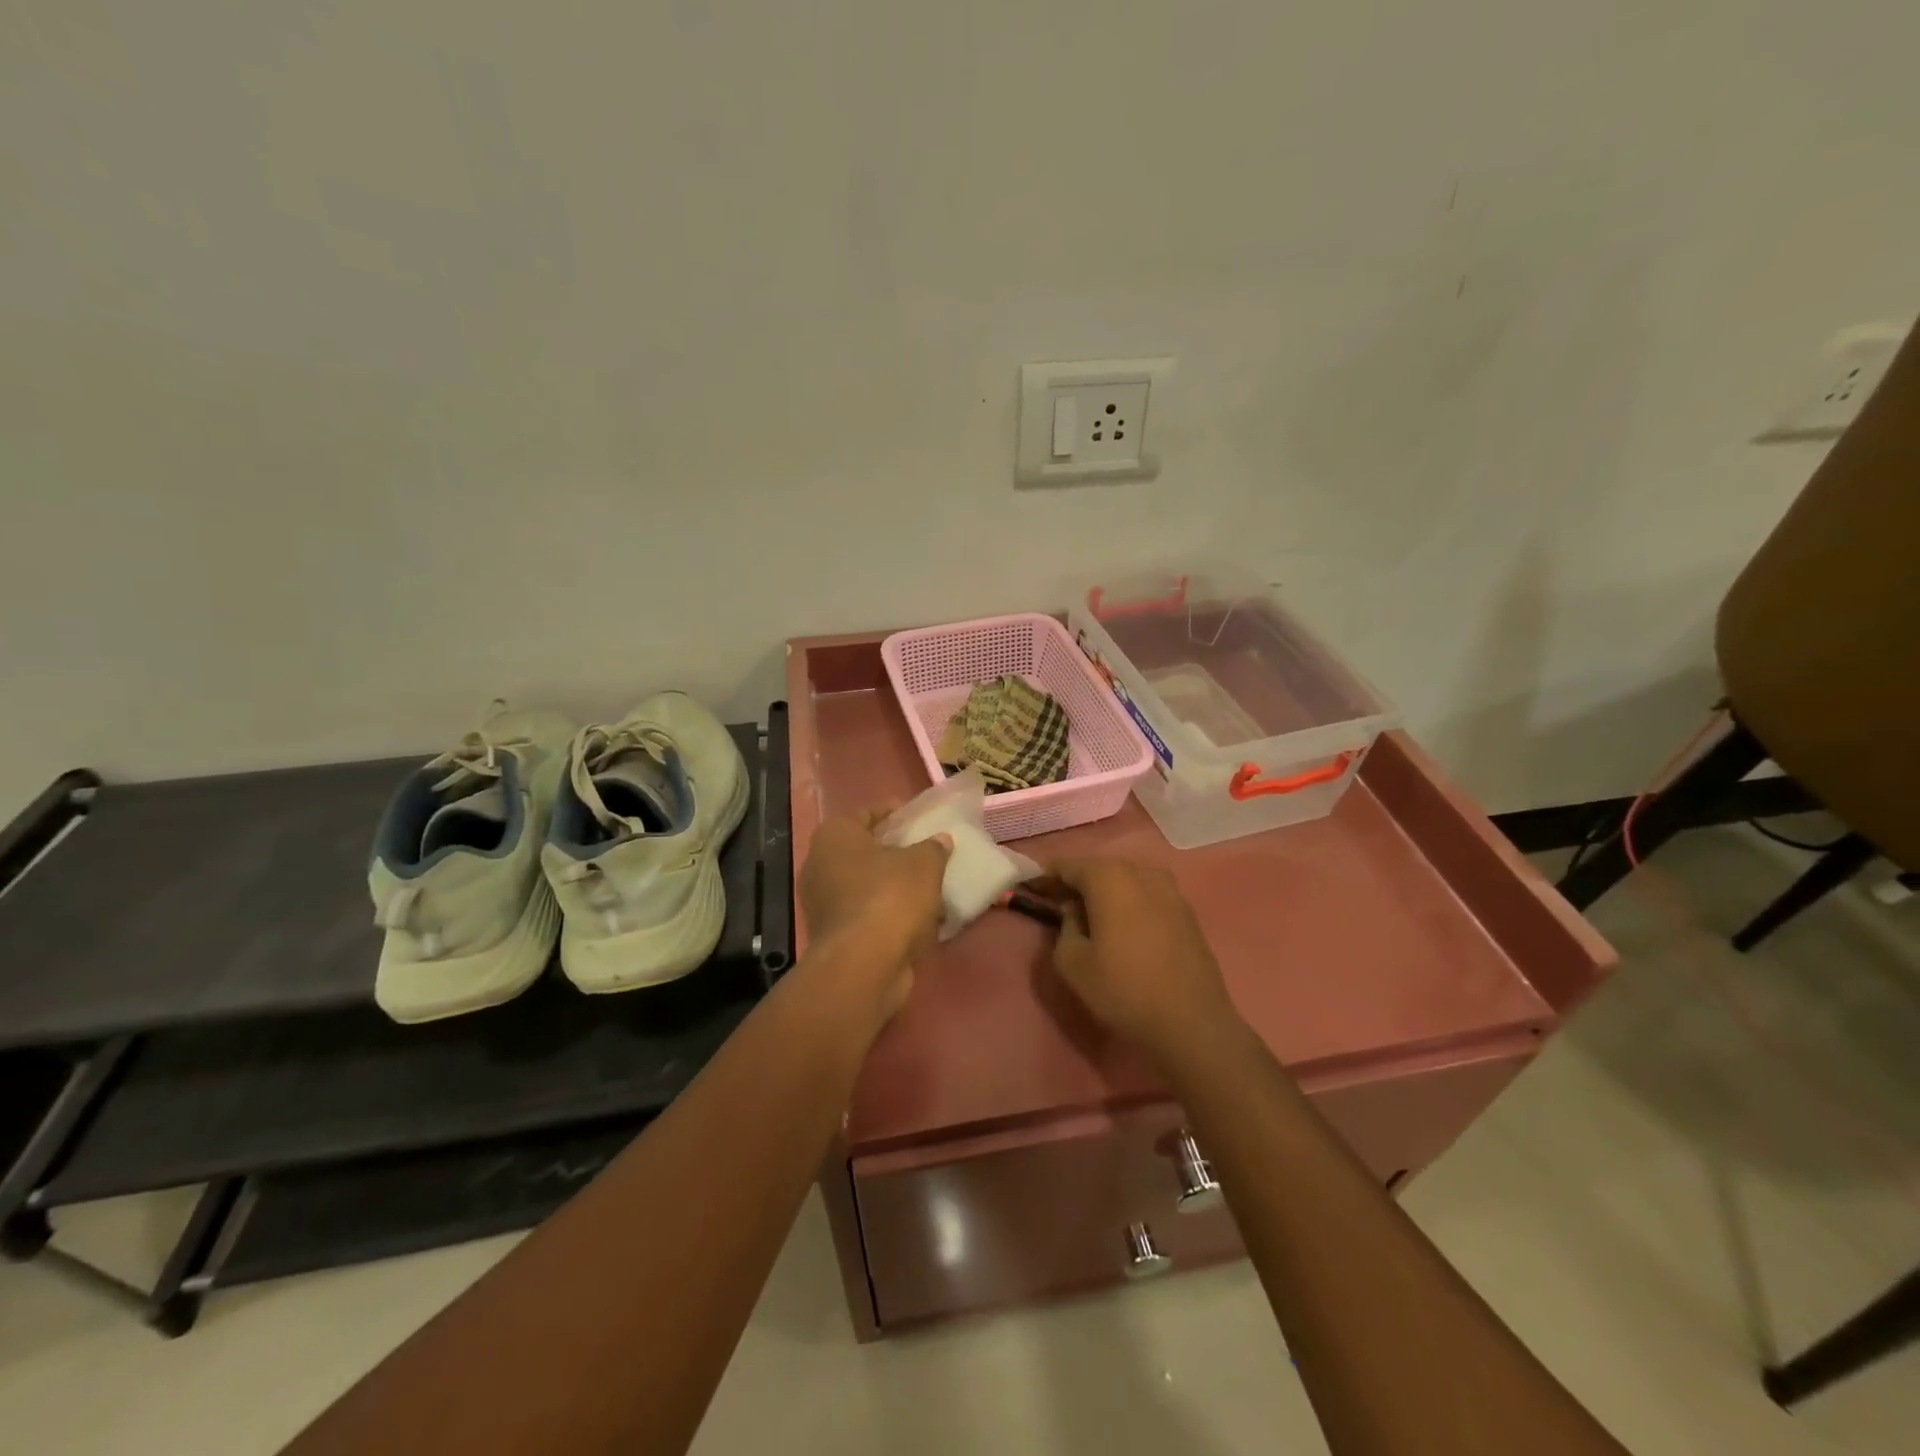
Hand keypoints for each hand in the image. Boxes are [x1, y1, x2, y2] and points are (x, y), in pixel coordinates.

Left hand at [800, 810, 950, 1011]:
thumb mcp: (924, 865)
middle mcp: (820, 865)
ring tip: (927, 885)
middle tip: (923, 850)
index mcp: (835, 837)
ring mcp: (823, 903)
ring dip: (892, 886)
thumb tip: (940, 841)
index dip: (891, 813)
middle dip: (892, 851)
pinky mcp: (834, 935)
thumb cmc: (890, 897)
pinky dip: (888, 913)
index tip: (915, 816)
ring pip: (864, 885)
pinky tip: (918, 918)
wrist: (864, 964)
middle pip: (862, 851)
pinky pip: (866, 914)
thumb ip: (933, 849)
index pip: (865, 814)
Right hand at [1043, 858, 1238, 1065]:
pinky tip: (1124, 927)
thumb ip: (1064, 927)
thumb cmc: (1123, 990)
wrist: (1192, 1022)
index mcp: (1109, 878)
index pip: (1068, 866)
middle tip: (1058, 903)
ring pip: (1127, 880)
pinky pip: (1148, 896)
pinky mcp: (1187, 912)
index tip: (1032, 889)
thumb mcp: (1072, 963)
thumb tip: (1074, 912)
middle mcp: (1141, 873)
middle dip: (1077, 883)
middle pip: (1100, 869)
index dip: (1047, 876)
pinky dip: (1130, 903)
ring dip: (1106, 893)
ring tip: (1091, 916)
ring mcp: (1170, 890)